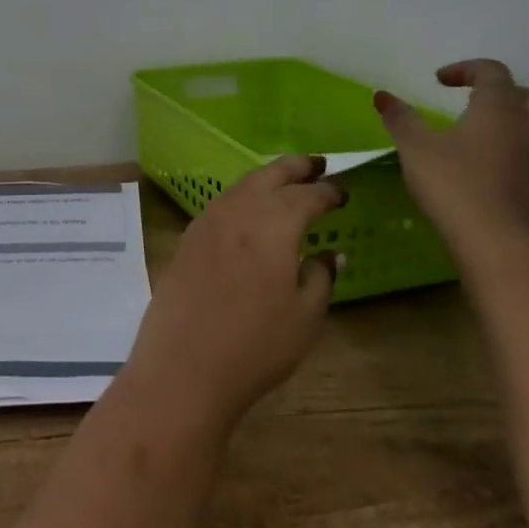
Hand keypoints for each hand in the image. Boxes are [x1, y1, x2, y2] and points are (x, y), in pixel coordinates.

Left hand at [125, 156, 341, 430]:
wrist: (184, 364)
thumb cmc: (255, 344)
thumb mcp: (304, 317)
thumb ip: (321, 277)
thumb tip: (333, 254)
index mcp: (274, 223)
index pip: (308, 195)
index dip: (329, 191)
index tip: (344, 191)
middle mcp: (239, 210)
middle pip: (270, 175)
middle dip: (296, 167)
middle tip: (318, 164)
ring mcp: (208, 220)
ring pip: (243, 185)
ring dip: (267, 178)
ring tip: (286, 182)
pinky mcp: (188, 237)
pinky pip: (223, 203)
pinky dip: (243, 197)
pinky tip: (250, 212)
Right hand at [375, 59, 528, 266]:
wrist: (496, 245)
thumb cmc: (453, 186)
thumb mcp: (415, 148)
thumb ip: (401, 119)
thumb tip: (382, 96)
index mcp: (499, 109)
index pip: (493, 72)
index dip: (466, 69)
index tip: (440, 81)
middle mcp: (527, 128)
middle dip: (506, 92)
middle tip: (475, 101)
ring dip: (512, 123)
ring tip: (476, 135)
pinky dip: (512, 151)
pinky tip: (483, 167)